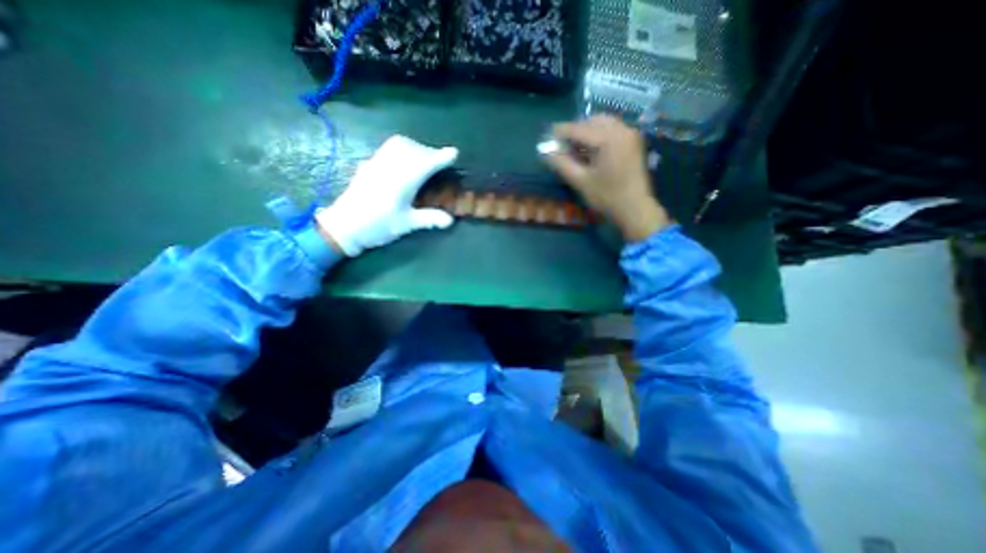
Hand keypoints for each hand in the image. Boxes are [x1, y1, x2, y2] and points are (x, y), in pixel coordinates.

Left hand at [316, 135, 456, 255]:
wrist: (344, 226)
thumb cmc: (377, 227)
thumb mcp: (405, 225)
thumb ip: (429, 219)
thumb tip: (450, 220)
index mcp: (401, 182)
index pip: (425, 163)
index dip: (440, 157)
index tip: (454, 153)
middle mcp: (389, 168)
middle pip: (413, 149)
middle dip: (429, 152)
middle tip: (439, 162)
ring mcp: (377, 164)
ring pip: (399, 144)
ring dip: (416, 147)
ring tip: (423, 159)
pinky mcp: (369, 165)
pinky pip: (388, 149)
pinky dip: (402, 149)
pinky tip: (404, 162)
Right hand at [538, 115, 670, 240]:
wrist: (635, 209)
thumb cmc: (607, 197)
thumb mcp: (580, 181)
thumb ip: (561, 163)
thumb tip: (546, 151)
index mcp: (608, 138)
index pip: (579, 129)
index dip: (560, 132)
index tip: (546, 136)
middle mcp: (622, 129)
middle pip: (592, 121)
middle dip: (575, 130)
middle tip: (561, 145)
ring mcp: (630, 134)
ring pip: (603, 124)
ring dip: (587, 132)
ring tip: (574, 149)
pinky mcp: (633, 142)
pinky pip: (612, 131)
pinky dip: (598, 136)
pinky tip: (590, 151)